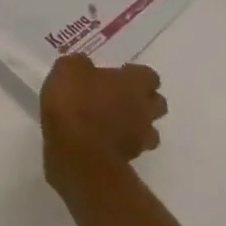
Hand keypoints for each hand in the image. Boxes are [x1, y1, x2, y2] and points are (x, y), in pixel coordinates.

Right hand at [40, 56, 166, 191]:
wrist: (76, 152)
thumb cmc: (75, 102)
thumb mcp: (68, 69)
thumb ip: (81, 64)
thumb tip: (85, 65)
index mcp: (133, 84)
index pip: (149, 76)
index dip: (135, 74)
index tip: (118, 73)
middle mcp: (143, 110)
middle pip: (157, 103)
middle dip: (143, 99)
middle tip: (119, 95)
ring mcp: (139, 138)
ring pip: (149, 129)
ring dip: (135, 124)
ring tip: (112, 120)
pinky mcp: (129, 161)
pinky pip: (131, 147)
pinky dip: (121, 142)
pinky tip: (100, 138)